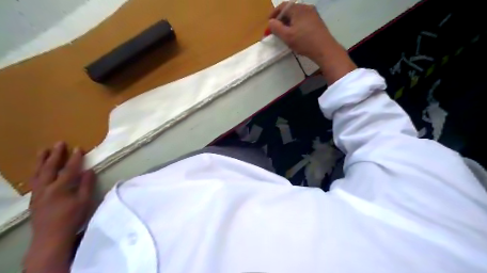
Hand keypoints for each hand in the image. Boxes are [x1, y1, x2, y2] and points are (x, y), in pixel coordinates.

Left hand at [23, 142, 95, 271]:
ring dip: (41, 161)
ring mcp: (38, 193)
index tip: (79, 147)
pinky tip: (39, 169)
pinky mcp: (34, 199)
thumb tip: (89, 170)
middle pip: (49, 168)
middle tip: (59, 143)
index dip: (75, 158)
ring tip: (43, 150)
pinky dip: (37, 171)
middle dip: (55, 155)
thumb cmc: (72, 218)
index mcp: (60, 188)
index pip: (69, 169)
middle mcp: (46, 188)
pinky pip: (34, 181)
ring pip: (37, 173)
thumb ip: (87, 185)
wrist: (51, 237)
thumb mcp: (85, 201)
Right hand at [266, 2, 356, 83]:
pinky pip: (303, 20)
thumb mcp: (287, 36)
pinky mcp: (317, 21)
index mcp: (298, 9)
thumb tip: (270, 22)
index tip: (269, 23)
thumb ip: (276, 28)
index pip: (282, 7)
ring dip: (288, 23)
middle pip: (290, 11)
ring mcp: (313, 14)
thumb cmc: (304, 42)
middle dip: (281, 20)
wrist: (324, 49)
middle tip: (275, 30)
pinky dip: (296, 25)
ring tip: (284, 34)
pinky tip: (295, 35)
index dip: (273, 14)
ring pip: (297, 16)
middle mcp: (306, 8)